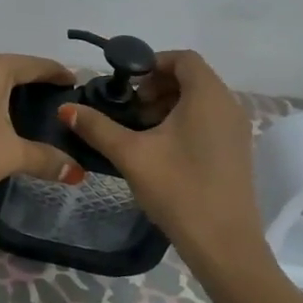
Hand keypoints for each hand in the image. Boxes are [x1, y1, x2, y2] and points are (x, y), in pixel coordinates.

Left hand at [0, 52, 84, 205]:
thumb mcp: (11, 155)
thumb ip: (46, 158)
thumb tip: (76, 172)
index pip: (36, 65)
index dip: (58, 73)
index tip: (76, 83)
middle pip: (12, 66)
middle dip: (34, 81)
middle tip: (57, 101)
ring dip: (9, 88)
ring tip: (30, 108)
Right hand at [60, 50, 271, 272]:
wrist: (224, 244)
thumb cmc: (179, 189)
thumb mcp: (131, 154)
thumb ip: (97, 127)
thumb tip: (65, 108)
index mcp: (208, 96)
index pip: (183, 58)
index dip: (151, 63)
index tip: (127, 86)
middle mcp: (229, 105)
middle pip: (191, 77)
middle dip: (157, 86)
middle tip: (131, 111)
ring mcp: (237, 130)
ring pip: (200, 100)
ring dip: (169, 105)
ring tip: (142, 131)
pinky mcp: (237, 151)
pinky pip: (209, 119)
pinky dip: (184, 121)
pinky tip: (162, 150)